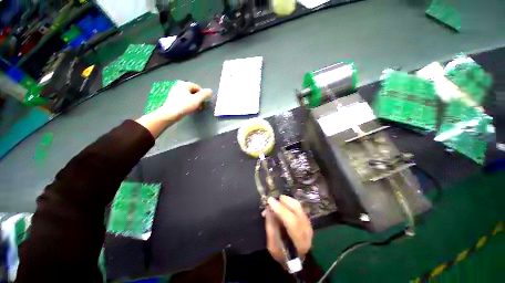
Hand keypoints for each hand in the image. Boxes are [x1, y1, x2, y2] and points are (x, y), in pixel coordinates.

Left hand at [136, 81, 211, 137]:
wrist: (170, 114)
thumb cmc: (184, 105)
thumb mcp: (197, 100)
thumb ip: (205, 94)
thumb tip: (210, 91)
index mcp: (184, 84)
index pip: (198, 88)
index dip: (203, 95)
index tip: (203, 102)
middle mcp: (179, 86)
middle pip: (194, 92)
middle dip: (199, 99)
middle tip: (200, 106)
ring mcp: (175, 92)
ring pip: (190, 97)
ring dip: (195, 102)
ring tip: (196, 109)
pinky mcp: (174, 99)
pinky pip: (185, 100)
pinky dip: (189, 104)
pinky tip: (190, 109)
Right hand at [264, 195, 312, 263]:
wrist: (296, 260)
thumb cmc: (282, 254)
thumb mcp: (272, 246)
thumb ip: (270, 227)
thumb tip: (268, 209)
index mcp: (299, 242)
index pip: (292, 222)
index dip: (280, 209)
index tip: (270, 200)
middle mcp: (307, 231)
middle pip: (297, 210)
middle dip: (284, 201)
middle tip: (273, 199)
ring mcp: (309, 224)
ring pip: (298, 205)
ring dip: (286, 201)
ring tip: (276, 202)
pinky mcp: (307, 219)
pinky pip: (298, 206)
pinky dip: (288, 203)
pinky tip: (281, 205)